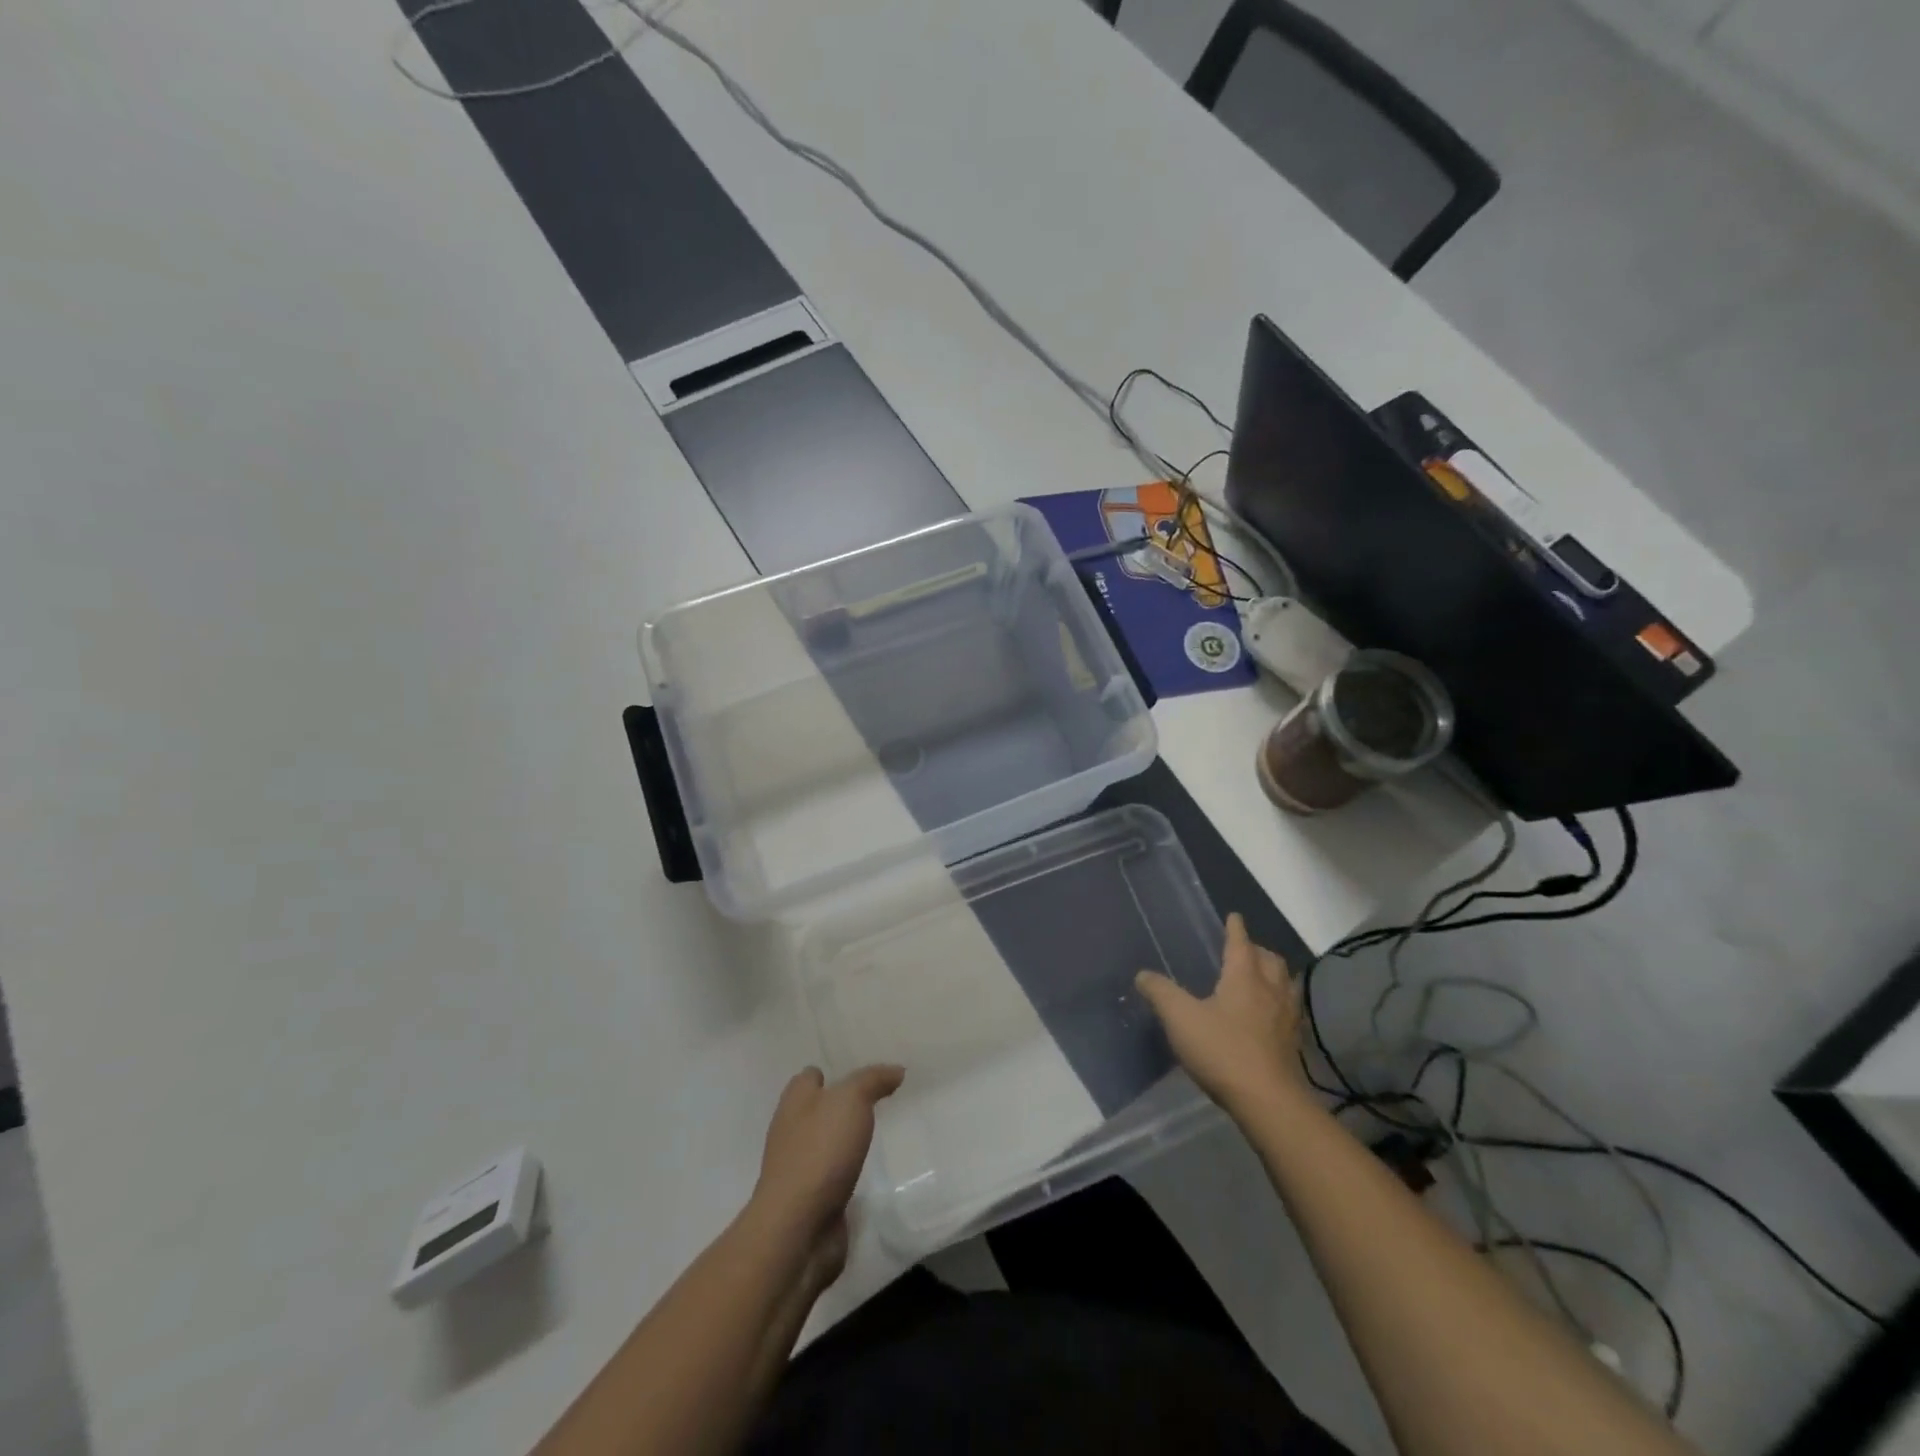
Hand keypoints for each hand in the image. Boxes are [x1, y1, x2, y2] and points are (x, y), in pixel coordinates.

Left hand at [748, 1065, 903, 1285]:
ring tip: (878, 1133)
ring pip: (825, 1143)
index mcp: (795, 1101)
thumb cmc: (820, 1151)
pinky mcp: (810, 1200)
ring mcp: (799, 1168)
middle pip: (817, 1109)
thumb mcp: (852, 1100)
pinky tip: (868, 1171)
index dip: (833, 1073)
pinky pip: (832, 1176)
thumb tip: (896, 1070)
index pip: (810, 1077)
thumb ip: (873, 1080)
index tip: (863, 1075)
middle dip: (841, 1106)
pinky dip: (846, 1172)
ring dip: (845, 1140)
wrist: (798, 1228)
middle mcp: (792, 1130)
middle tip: (878, 1101)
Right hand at [1136, 913, 1309, 1118]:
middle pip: (1270, 960)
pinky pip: (1290, 1011)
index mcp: (1244, 977)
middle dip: (1257, 950)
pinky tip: (1271, 1016)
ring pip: (1285, 984)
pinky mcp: (1294, 1044)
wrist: (1268, 1101)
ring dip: (1275, 975)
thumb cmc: (1222, 1050)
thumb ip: (1160, 993)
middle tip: (1245, 950)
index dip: (1235, 929)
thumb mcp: (1180, 1018)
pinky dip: (1281, 1003)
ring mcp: (1287, 1018)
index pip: (1240, 943)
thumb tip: (1142, 974)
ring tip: (1263, 978)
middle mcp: (1270, 990)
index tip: (1234, 916)